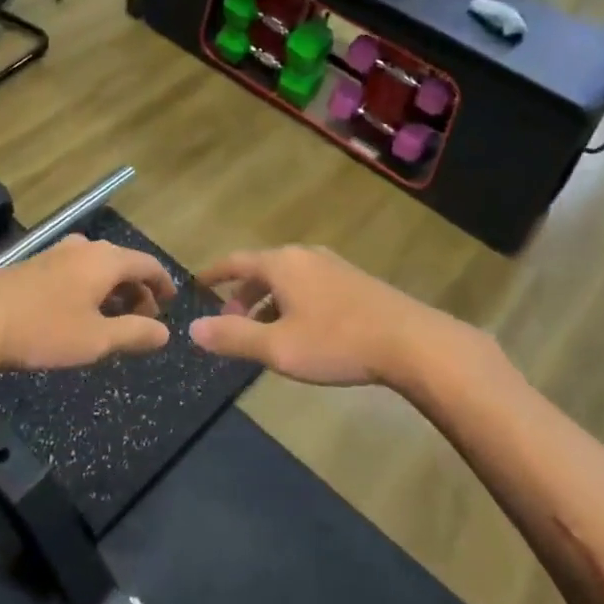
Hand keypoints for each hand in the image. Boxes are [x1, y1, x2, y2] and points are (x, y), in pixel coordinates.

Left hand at [0, 235, 173, 373]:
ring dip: (112, 291)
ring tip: (113, 321)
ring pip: (97, 267)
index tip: (172, 303)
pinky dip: (89, 289)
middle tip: (144, 320)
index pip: (147, 264)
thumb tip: (165, 333)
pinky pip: (75, 271)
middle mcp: (84, 248)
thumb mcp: (97, 340)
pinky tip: (79, 314)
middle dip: (137, 291)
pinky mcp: (33, 265)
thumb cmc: (44, 330)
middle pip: (123, 263)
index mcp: (105, 260)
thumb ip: (135, 334)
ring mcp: (55, 253)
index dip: (163, 284)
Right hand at [188, 245, 477, 388]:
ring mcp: (333, 266)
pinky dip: (292, 303)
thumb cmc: (336, 342)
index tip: (196, 284)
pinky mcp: (355, 282)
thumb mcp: (277, 347)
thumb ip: (233, 337)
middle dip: (242, 294)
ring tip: (263, 331)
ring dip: (268, 301)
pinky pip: (309, 286)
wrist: (411, 342)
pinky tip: (301, 331)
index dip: (213, 274)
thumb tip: (193, 328)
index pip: (236, 261)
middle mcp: (305, 256)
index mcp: (282, 263)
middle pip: (262, 270)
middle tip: (230, 321)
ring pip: (288, 279)